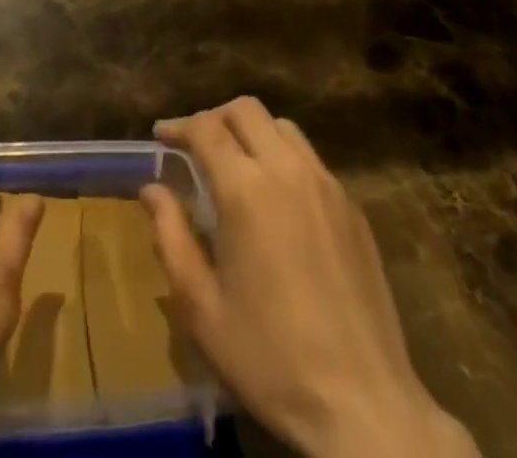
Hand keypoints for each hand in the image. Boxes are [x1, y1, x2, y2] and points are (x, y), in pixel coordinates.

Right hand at [141, 98, 477, 457]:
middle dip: (214, 118)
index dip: (178, 126)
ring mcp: (326, 186)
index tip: (161, 137)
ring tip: (235, 164)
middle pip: (246, 110)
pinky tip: (277, 198)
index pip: (205, 128)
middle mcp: (287, 170)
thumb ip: (171, 237)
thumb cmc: (270, 358)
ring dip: (252, 132)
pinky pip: (311, 159)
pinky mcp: (352, 208)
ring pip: (282, 127)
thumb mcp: (201, 307)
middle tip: (195, 146)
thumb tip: (152, 190)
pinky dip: (284, 157)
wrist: (365, 406)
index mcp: (245, 189)